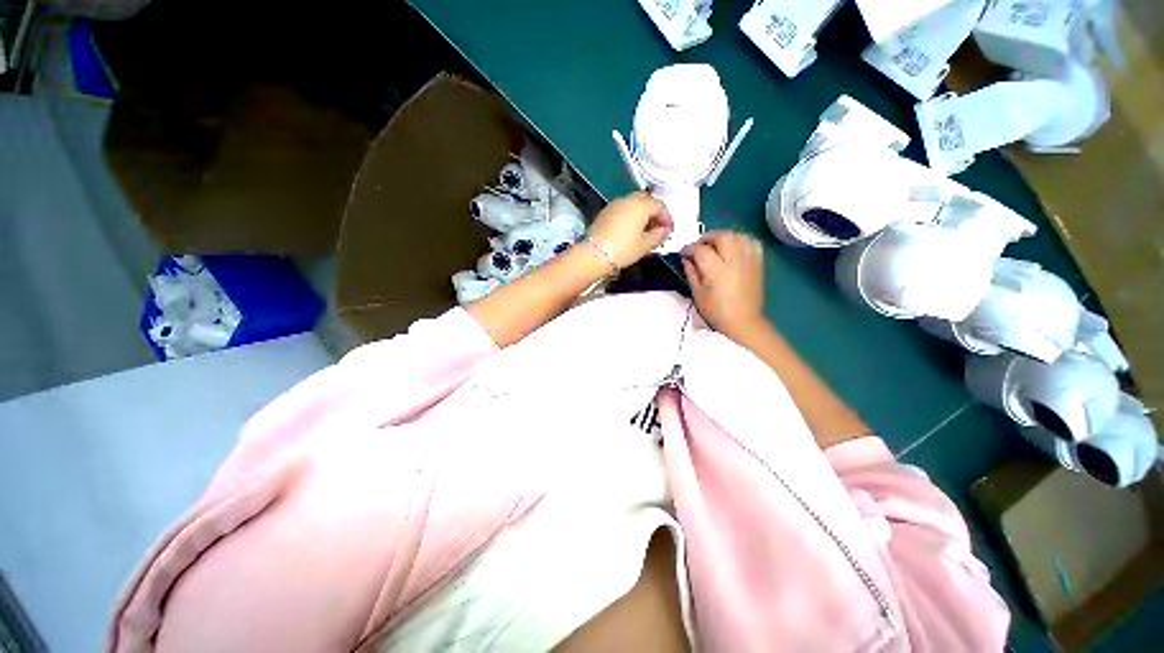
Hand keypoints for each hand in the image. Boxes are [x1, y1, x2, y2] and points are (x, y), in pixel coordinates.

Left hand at [588, 192, 673, 267]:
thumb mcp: (645, 245)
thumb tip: (664, 231)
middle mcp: (628, 199)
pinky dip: (630, 216)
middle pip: (646, 201)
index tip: (669, 231)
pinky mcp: (605, 212)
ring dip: (642, 214)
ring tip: (645, 231)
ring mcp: (615, 204)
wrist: (594, 254)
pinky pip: (623, 210)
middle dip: (654, 213)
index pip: (660, 206)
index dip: (667, 218)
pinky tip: (631, 231)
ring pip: (633, 204)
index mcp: (641, 205)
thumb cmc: (623, 249)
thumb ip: (659, 235)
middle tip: (657, 229)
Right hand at [681, 231, 766, 341]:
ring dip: (723, 237)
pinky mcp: (758, 262)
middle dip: (706, 238)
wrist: (743, 321)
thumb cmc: (716, 311)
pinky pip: (751, 241)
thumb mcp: (697, 294)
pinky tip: (733, 247)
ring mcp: (749, 260)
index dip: (689, 249)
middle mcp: (734, 261)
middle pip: (721, 236)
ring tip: (714, 246)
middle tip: (698, 247)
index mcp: (717, 272)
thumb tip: (686, 258)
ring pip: (737, 235)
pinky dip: (740, 240)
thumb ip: (691, 273)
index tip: (683, 253)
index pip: (701, 250)